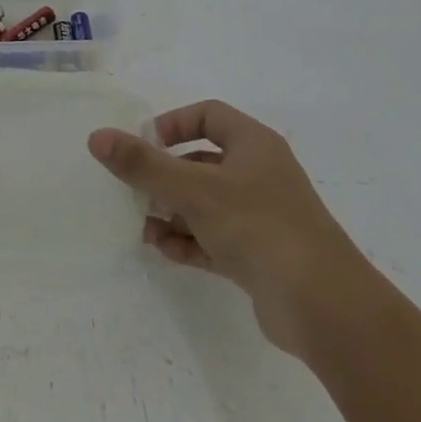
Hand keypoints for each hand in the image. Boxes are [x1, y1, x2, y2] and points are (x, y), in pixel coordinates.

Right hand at [88, 100, 371, 356]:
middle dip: (165, 176)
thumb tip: (97, 137)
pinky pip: (214, 238)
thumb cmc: (258, 227)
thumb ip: (143, 164)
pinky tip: (165, 251)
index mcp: (253, 145)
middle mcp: (259, 174)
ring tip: (143, 227)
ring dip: (172, 213)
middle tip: (134, 190)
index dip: (173, 124)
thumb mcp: (194, 190)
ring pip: (206, 204)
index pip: (208, 116)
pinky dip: (189, 241)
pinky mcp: (260, 255)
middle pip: (202, 162)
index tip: (144, 145)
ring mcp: (261, 217)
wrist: (323, 306)